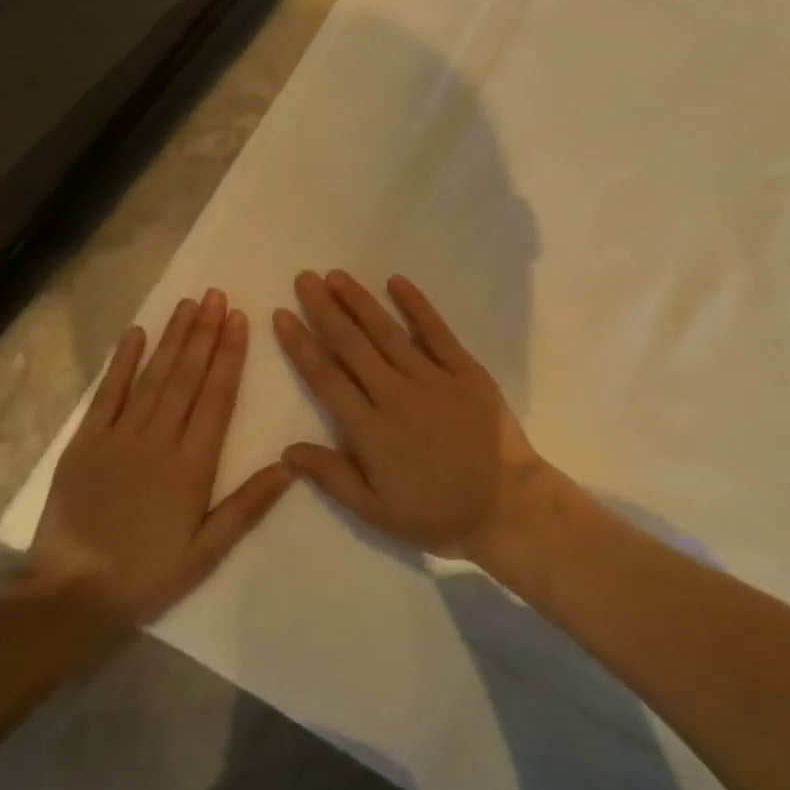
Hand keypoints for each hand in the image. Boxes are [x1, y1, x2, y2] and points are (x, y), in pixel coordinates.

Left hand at [28, 289, 293, 622]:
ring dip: (173, 339)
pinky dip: (122, 364)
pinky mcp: (84, 444)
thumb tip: (290, 464)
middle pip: (186, 378)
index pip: (217, 398)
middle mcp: (158, 441)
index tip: (240, 320)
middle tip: (218, 296)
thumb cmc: (149, 574)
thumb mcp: (209, 550)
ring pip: (152, 378)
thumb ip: (248, 505)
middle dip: (205, 334)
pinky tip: (136, 334)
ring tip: (190, 304)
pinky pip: (106, 395)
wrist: (72, 595)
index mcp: (192, 466)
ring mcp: (118, 438)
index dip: (230, 356)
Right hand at [274, 270, 547, 561]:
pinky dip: (416, 305)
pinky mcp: (466, 370)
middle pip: (352, 345)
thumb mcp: (377, 511)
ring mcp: (433, 379)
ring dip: (360, 301)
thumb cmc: (437, 514)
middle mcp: (396, 395)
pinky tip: (397, 281)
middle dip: (324, 310)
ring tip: (337, 276)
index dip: (301, 345)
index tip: (282, 315)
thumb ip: (333, 477)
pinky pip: (437, 332)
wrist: (507, 506)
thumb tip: (287, 450)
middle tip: (304, 279)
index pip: (326, 378)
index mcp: (371, 431)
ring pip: (388, 332)